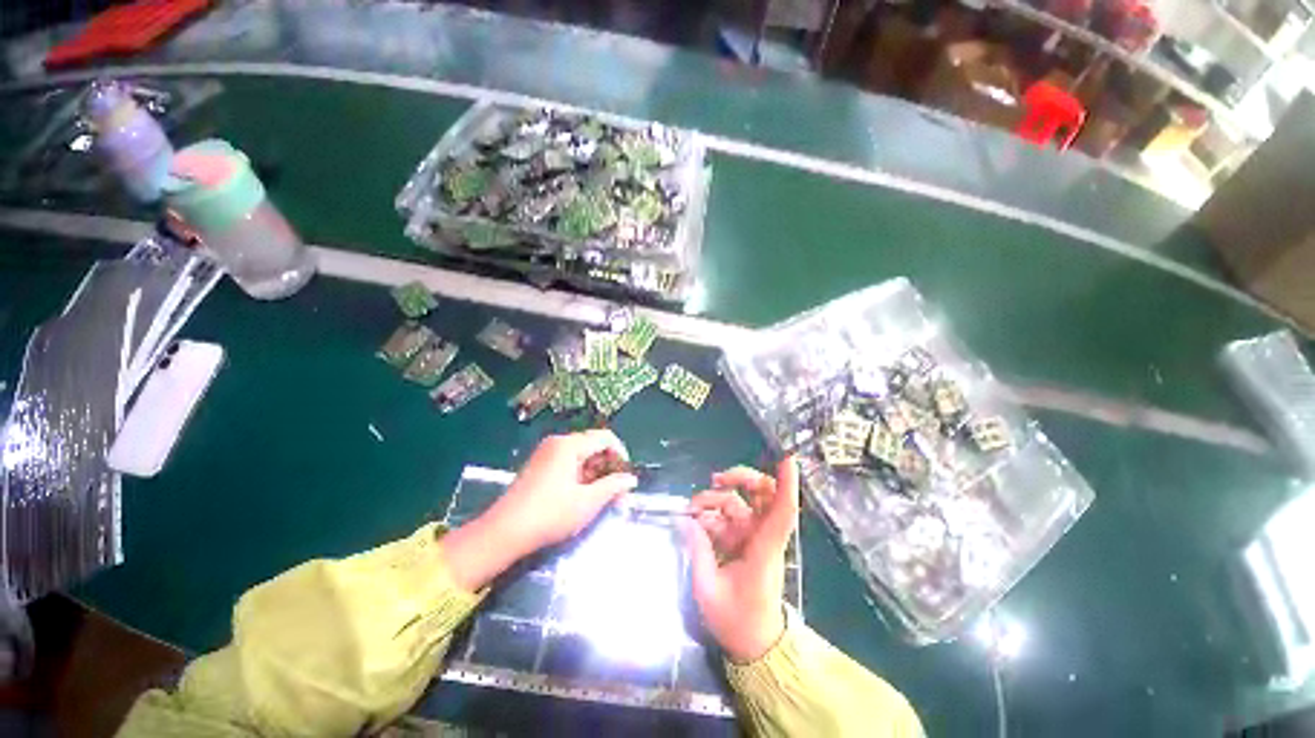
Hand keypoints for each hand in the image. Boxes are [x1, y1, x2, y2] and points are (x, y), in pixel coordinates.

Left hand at [440, 430, 637, 589]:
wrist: (503, 533)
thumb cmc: (549, 515)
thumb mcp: (587, 502)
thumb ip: (613, 487)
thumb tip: (631, 479)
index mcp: (569, 445)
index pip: (605, 438)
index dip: (621, 453)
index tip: (627, 475)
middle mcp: (558, 443)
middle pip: (593, 445)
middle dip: (609, 466)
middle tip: (618, 491)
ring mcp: (546, 453)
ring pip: (582, 455)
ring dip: (596, 472)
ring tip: (603, 496)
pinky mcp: (539, 466)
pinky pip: (568, 462)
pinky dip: (581, 475)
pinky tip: (583, 495)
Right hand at [682, 456, 798, 662]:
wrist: (753, 643)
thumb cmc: (736, 620)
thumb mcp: (708, 589)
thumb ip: (697, 551)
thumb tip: (686, 519)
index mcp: (764, 549)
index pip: (782, 512)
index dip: (788, 485)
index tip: (788, 458)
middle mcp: (762, 536)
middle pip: (764, 493)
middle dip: (741, 478)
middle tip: (716, 479)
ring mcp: (753, 536)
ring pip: (740, 501)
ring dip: (716, 497)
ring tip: (692, 508)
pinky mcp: (744, 539)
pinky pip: (728, 515)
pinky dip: (712, 513)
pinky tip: (695, 520)